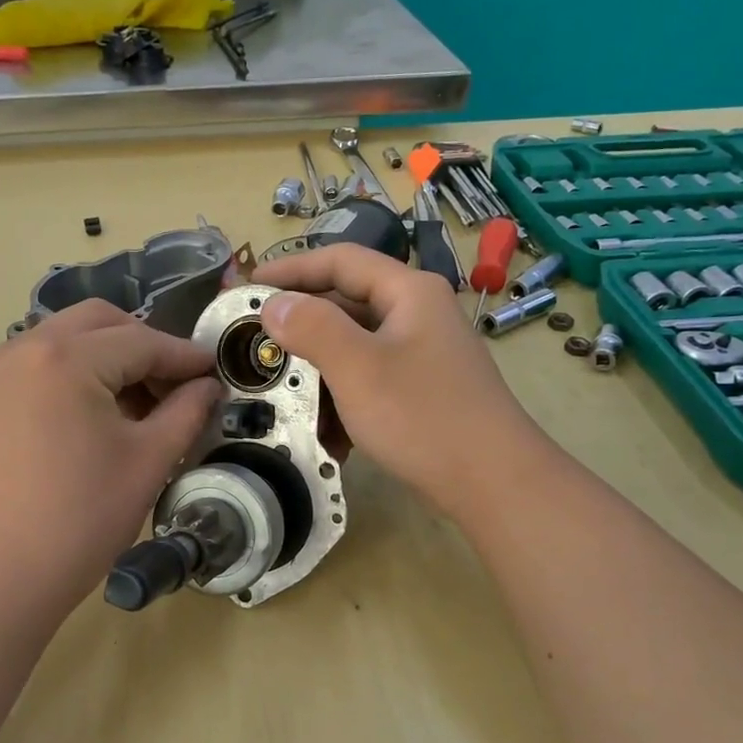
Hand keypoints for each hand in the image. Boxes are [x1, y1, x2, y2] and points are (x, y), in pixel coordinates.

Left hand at [0, 300, 220, 624]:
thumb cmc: (77, 521)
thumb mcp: (147, 463)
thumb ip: (186, 413)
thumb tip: (208, 386)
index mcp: (66, 358)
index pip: (142, 341)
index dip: (185, 356)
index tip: (216, 371)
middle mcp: (23, 347)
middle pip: (99, 323)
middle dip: (145, 345)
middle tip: (176, 386)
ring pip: (66, 339)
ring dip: (108, 357)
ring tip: (139, 405)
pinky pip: (39, 364)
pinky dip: (75, 373)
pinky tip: (96, 415)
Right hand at [253, 245, 540, 523]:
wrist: (492, 481)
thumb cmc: (422, 416)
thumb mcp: (358, 368)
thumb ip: (312, 328)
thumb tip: (274, 304)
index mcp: (408, 292)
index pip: (341, 261)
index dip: (291, 268)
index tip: (249, 284)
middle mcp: (417, 314)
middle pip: (347, 303)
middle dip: (301, 324)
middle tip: (256, 341)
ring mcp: (422, 353)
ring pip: (356, 347)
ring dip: (318, 368)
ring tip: (281, 390)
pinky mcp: (422, 389)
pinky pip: (370, 379)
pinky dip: (343, 396)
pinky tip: (324, 429)